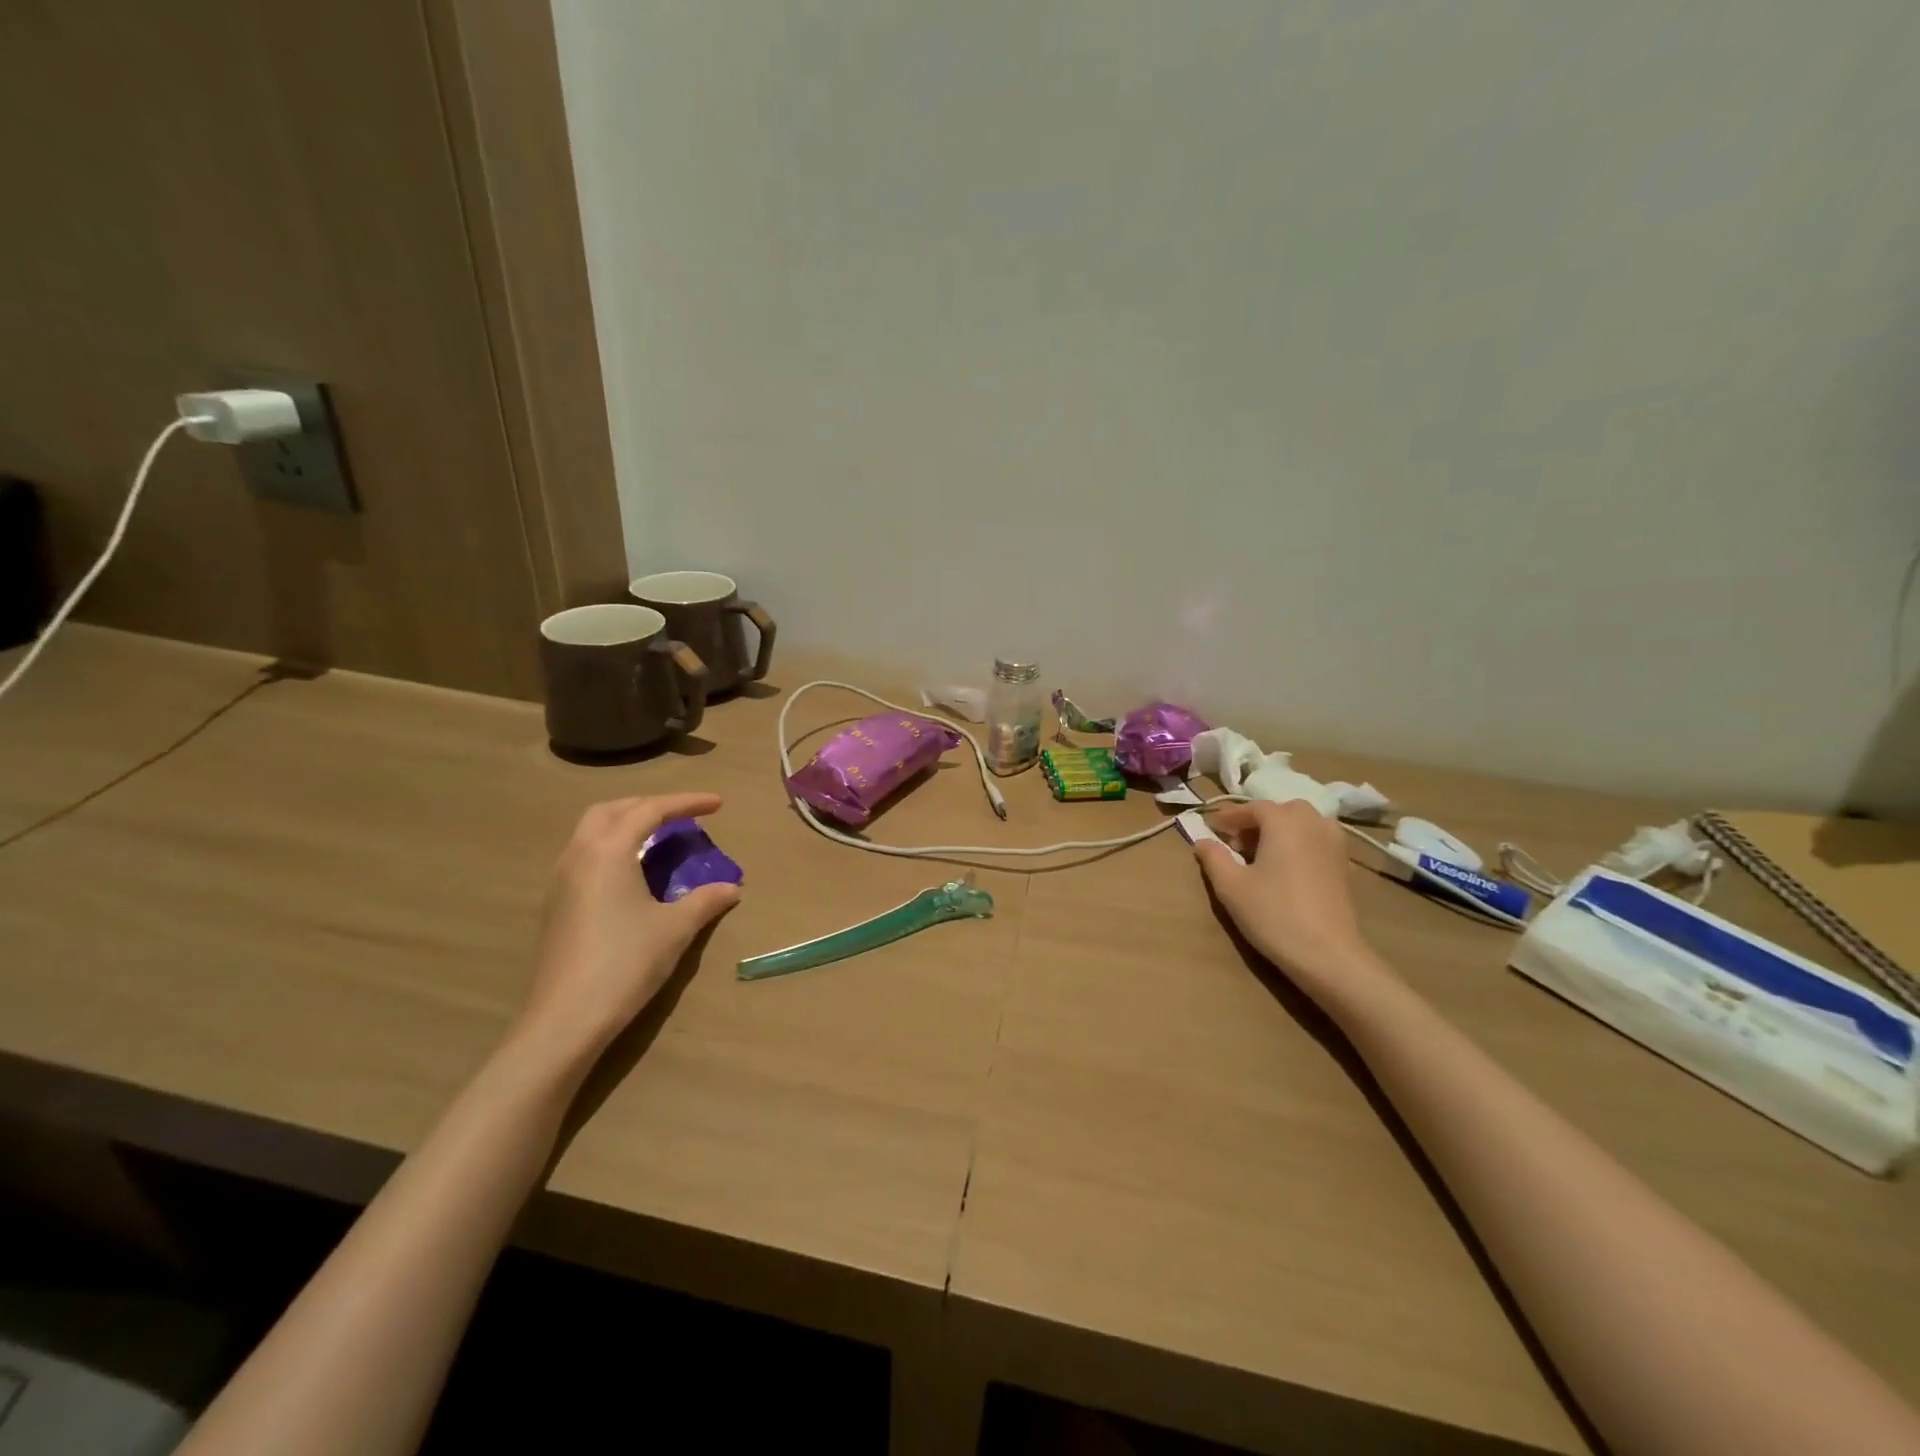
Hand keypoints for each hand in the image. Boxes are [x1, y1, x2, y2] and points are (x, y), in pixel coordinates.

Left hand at [516, 794, 740, 1062]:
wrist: (565, 1020)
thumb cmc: (625, 963)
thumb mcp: (675, 929)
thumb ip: (705, 900)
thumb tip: (731, 887)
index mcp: (608, 851)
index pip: (650, 810)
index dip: (686, 803)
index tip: (718, 804)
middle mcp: (579, 856)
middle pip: (611, 810)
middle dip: (648, 806)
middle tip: (681, 816)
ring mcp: (560, 881)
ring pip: (591, 833)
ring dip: (626, 825)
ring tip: (658, 840)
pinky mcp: (555, 906)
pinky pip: (585, 857)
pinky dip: (612, 849)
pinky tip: (632, 875)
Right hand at [1193, 800, 1384, 993]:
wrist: (1328, 954)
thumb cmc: (1273, 914)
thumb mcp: (1230, 886)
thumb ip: (1213, 857)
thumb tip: (1203, 841)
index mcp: (1283, 821)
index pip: (1251, 808)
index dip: (1228, 817)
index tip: (1211, 829)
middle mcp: (1313, 823)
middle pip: (1280, 811)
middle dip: (1256, 821)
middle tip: (1235, 844)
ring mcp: (1334, 843)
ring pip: (1302, 824)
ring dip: (1280, 831)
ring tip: (1261, 855)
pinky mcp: (1344, 865)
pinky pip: (1316, 841)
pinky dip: (1299, 844)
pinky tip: (1286, 869)